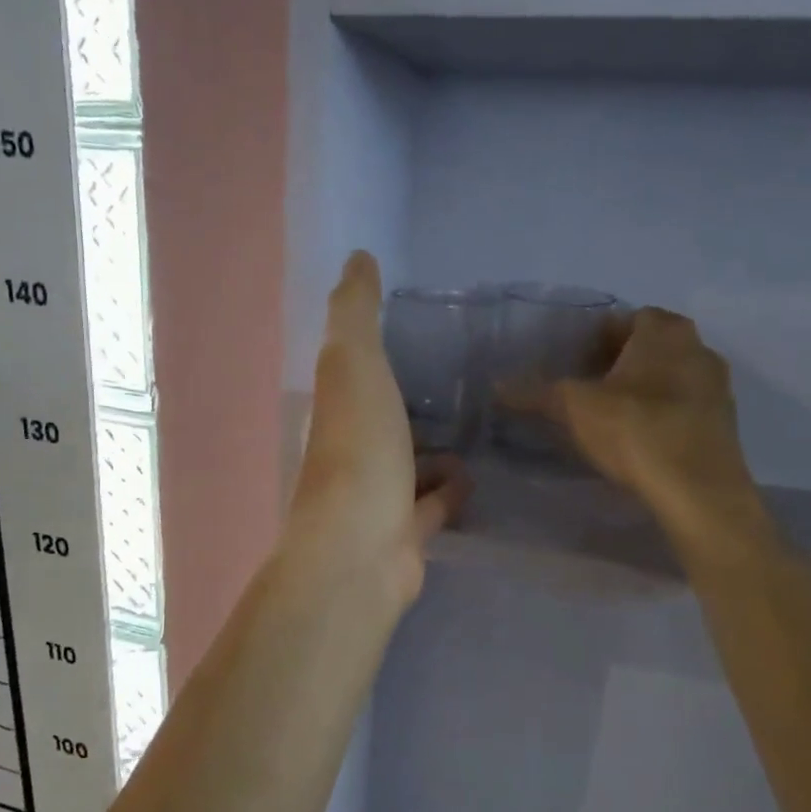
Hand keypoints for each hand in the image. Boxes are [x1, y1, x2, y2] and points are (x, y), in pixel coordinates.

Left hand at [284, 253, 469, 604]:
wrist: (360, 552)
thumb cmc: (357, 451)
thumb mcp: (353, 365)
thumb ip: (355, 313)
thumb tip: (358, 259)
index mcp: (334, 410)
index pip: (350, 371)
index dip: (372, 349)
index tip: (410, 327)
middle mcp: (349, 453)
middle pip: (380, 420)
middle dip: (406, 402)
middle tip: (456, 377)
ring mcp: (376, 498)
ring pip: (407, 467)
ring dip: (432, 450)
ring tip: (476, 425)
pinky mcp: (405, 536)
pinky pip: (432, 507)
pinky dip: (450, 492)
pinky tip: (476, 476)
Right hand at [544, 308, 774, 568]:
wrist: (698, 491)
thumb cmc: (636, 431)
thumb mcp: (574, 409)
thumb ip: (535, 393)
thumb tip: (497, 386)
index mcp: (665, 332)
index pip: (628, 318)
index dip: (598, 337)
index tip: (574, 360)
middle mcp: (699, 349)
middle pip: (651, 347)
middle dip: (619, 362)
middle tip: (586, 387)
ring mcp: (716, 388)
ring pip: (669, 377)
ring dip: (642, 389)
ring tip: (608, 415)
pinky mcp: (722, 425)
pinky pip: (683, 407)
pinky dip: (660, 415)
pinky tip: (638, 440)